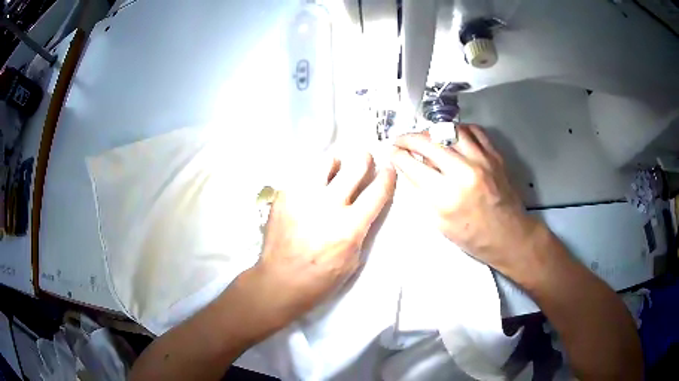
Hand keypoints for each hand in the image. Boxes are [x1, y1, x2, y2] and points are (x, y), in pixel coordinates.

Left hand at [251, 152, 396, 324]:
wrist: (280, 281)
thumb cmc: (321, 278)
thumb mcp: (353, 260)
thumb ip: (362, 229)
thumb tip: (365, 206)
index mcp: (349, 226)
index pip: (377, 191)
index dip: (387, 176)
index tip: (388, 169)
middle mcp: (328, 206)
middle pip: (354, 167)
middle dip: (364, 159)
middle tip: (364, 159)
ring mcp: (303, 198)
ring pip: (325, 162)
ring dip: (335, 164)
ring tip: (334, 170)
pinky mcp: (284, 196)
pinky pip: (303, 175)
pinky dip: (312, 178)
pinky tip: (310, 190)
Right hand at [390, 124, 537, 274]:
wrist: (509, 236)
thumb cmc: (473, 237)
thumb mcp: (440, 224)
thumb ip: (424, 194)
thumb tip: (409, 170)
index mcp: (447, 196)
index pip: (413, 165)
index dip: (397, 155)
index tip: (391, 151)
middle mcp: (464, 172)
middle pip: (428, 142)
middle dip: (408, 138)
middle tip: (400, 140)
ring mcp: (482, 160)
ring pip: (450, 130)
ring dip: (432, 131)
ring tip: (425, 137)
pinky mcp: (495, 155)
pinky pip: (474, 130)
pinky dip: (458, 130)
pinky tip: (451, 137)